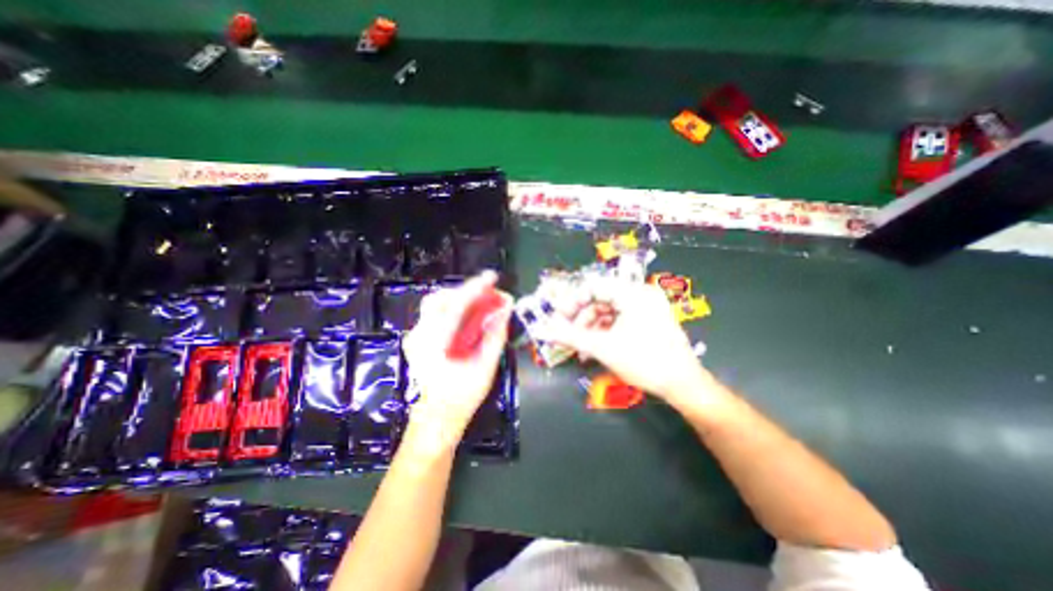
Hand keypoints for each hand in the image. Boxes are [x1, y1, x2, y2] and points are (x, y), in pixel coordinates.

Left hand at [402, 271, 511, 452]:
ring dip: (459, 297)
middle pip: (440, 299)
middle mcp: (419, 336)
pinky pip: (434, 313)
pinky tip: (467, 313)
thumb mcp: (485, 367)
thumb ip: (495, 336)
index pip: (455, 306)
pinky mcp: (417, 338)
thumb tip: (505, 309)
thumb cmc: (462, 396)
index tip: (492, 277)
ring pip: (435, 303)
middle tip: (487, 292)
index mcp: (435, 344)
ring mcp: (415, 337)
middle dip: (465, 290)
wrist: (438, 416)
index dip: (475, 288)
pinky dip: (452, 307)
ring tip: (480, 300)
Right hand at [539, 278, 711, 402]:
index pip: (592, 287)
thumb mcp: (602, 348)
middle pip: (599, 298)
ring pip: (608, 310)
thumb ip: (570, 336)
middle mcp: (640, 293)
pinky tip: (595, 347)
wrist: (683, 384)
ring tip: (581, 348)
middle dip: (581, 319)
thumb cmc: (644, 361)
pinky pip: (619, 318)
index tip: (559, 320)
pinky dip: (604, 331)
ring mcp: (646, 305)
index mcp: (632, 293)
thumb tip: (543, 330)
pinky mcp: (648, 318)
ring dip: (591, 328)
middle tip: (568, 336)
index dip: (572, 302)